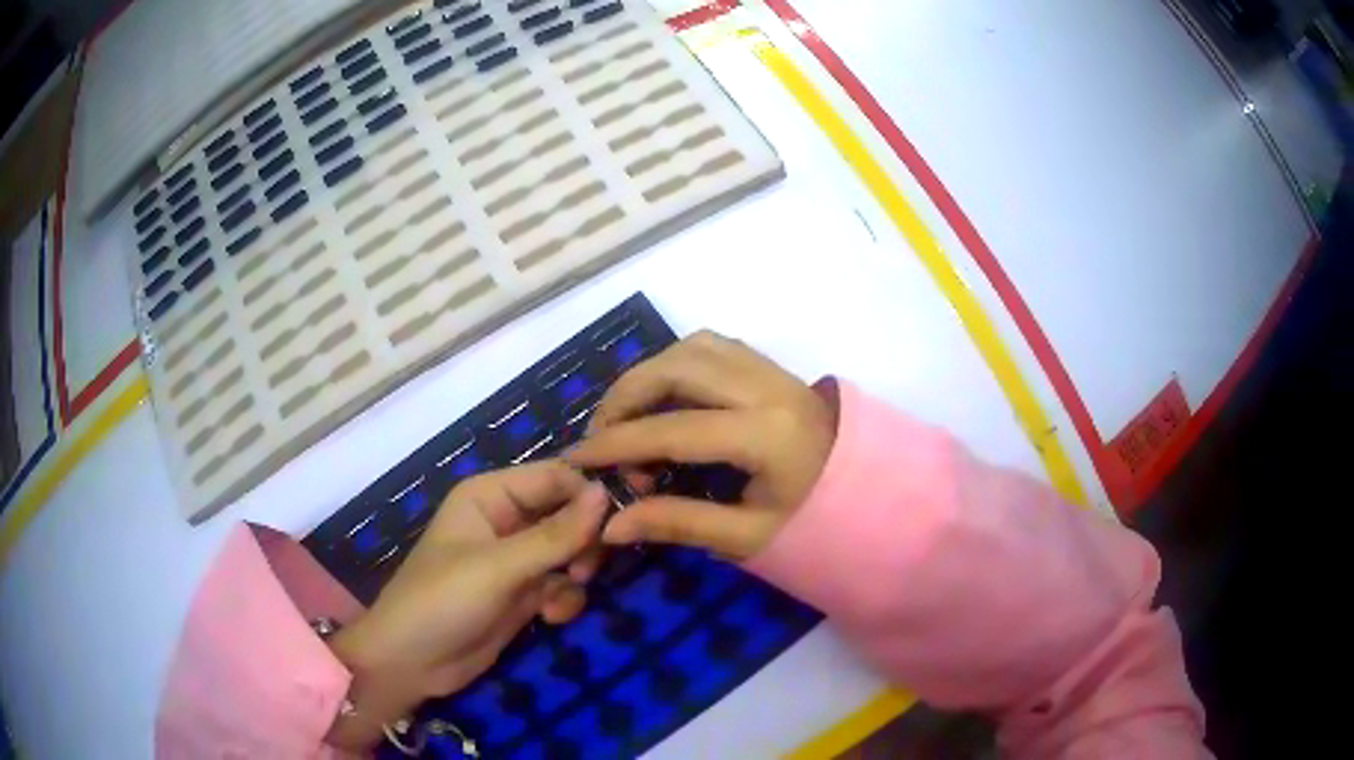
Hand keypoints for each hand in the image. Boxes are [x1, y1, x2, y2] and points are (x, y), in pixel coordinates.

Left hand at [326, 462, 607, 749]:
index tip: (628, 515)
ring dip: (577, 573)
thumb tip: (606, 493)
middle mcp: (506, 520)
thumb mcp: (498, 567)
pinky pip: (563, 585)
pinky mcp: (523, 595)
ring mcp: (516, 561)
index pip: (555, 477)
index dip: (590, 492)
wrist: (412, 664)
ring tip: (564, 594)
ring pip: (571, 551)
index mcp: (490, 496)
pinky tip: (549, 618)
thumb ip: (555, 534)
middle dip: (584, 541)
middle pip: (568, 514)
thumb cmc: (442, 601)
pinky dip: (565, 599)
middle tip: (586, 568)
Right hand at [567, 330, 836, 560]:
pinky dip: (677, 364)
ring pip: (693, 347)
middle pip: (678, 368)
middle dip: (625, 396)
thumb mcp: (748, 538)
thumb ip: (679, 524)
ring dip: (649, 374)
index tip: (579, 458)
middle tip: (601, 434)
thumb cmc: (818, 525)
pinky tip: (665, 396)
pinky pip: (713, 347)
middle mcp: (767, 388)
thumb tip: (611, 526)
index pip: (675, 430)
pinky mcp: (772, 367)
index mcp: (767, 436)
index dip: (619, 444)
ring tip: (627, 415)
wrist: (874, 496)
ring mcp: (772, 370)